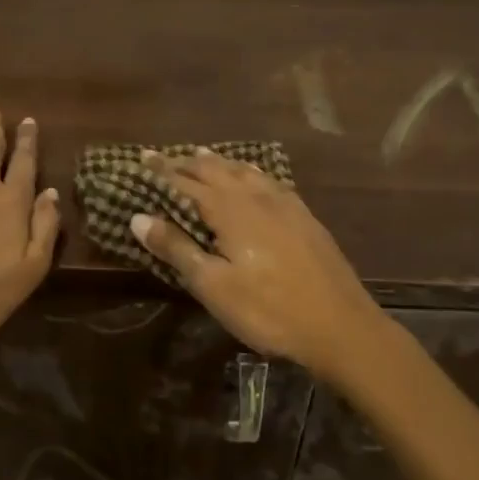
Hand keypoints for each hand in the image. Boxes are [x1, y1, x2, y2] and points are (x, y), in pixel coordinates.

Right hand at [132, 147, 383, 379]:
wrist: (340, 325)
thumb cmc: (268, 310)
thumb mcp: (214, 286)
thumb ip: (177, 248)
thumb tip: (138, 217)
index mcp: (229, 210)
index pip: (186, 181)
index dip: (162, 170)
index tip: (142, 156)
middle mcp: (254, 196)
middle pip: (215, 170)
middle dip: (187, 162)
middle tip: (165, 156)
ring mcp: (283, 203)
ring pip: (243, 171)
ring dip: (218, 162)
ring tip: (202, 154)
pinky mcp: (303, 215)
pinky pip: (268, 180)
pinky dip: (249, 171)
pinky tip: (253, 176)